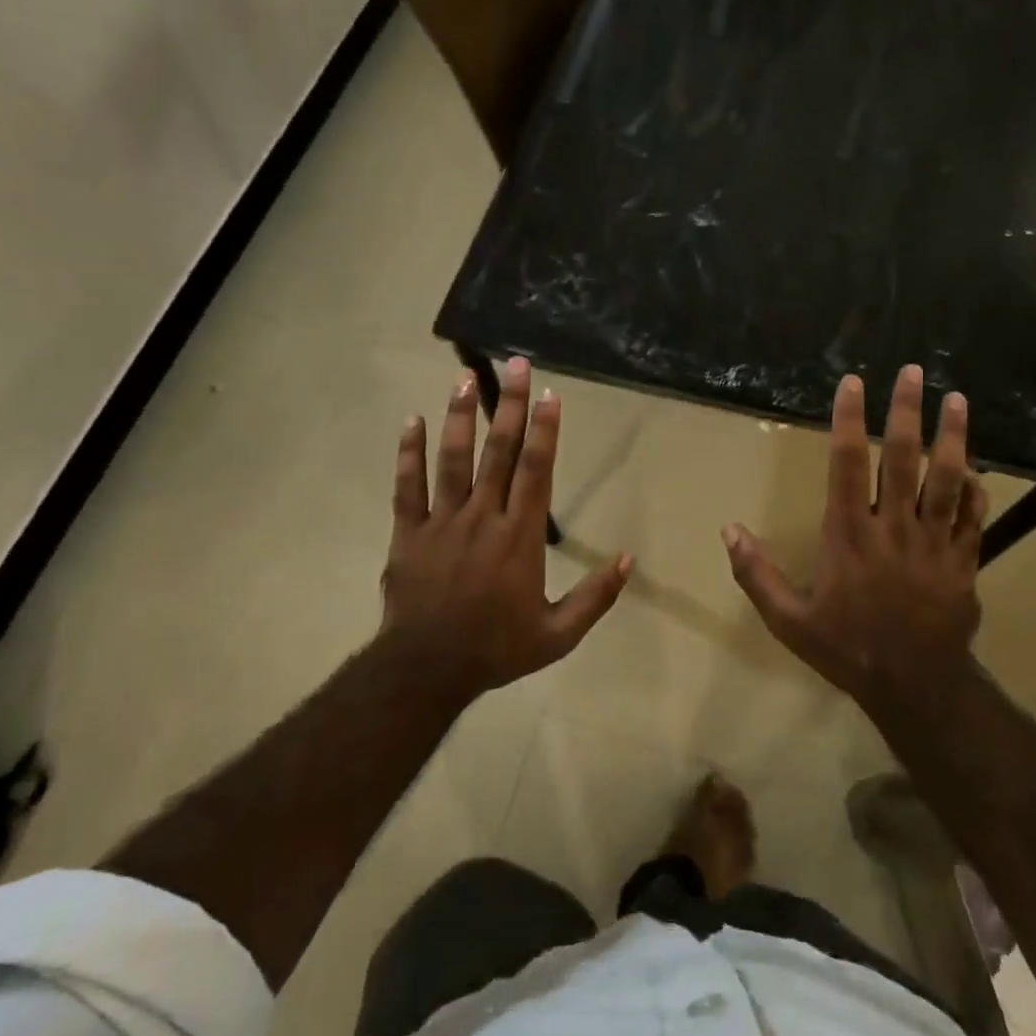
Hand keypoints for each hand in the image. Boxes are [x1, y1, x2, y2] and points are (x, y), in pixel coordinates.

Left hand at [380, 358, 631, 694]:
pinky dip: (408, 453)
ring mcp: (441, 522)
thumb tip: (629, 560)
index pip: (536, 471)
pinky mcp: (408, 532)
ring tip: (464, 377)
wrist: (426, 670)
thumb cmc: (496, 649)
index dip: (544, 430)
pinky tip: (410, 420)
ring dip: (459, 416)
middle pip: (498, 452)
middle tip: (515, 365)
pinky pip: (407, 486)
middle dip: (508, 405)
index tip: (549, 394)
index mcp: (519, 537)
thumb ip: (595, 597)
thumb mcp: (558, 635)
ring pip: (452, 459)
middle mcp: (482, 518)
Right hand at [721, 366, 986, 719]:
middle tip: (913, 371)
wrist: (914, 686)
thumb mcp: (788, 620)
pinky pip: (973, 517)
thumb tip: (729, 529)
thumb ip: (757, 573)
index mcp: (849, 534)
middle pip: (902, 457)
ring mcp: (934, 542)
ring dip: (952, 436)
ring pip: (947, 479)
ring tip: (956, 400)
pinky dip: (975, 491)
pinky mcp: (963, 561)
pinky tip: (975, 470)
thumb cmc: (846, 648)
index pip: (847, 463)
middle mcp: (893, 527)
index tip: (854, 383)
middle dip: (905, 411)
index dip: (849, 419)